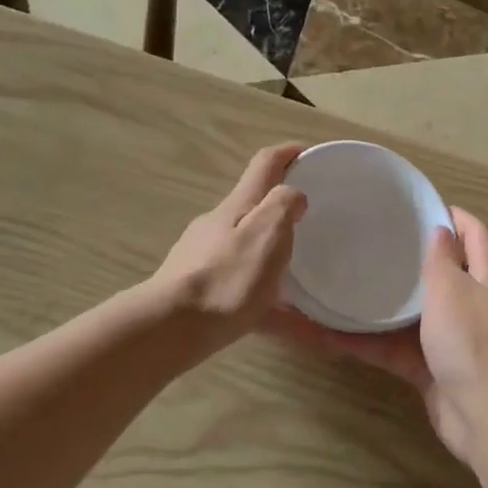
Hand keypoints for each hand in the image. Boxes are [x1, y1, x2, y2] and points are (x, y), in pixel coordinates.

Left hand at [155, 144, 307, 342]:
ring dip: (280, 265)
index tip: (312, 154)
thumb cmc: (226, 276)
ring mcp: (207, 261)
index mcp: (238, 206)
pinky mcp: (204, 297)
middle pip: (256, 209)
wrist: (172, 328)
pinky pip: (251, 298)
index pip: (265, 164)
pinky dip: (278, 310)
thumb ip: (284, 206)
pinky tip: (307, 333)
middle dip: (284, 211)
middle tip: (315, 224)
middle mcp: (220, 227)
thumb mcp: (267, 232)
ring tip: (313, 287)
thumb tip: (293, 195)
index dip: (289, 153)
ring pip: (252, 256)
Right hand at [272, 208, 487, 467]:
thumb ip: (443, 259)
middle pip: (443, 272)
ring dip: (381, 303)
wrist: (487, 418)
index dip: (453, 215)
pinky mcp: (431, 370)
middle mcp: (472, 305)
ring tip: (345, 281)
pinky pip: (394, 348)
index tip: (417, 205)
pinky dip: (367, 342)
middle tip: (372, 242)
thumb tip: (440, 229)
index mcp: (486, 278)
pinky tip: (330, 335)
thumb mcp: (453, 289)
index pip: (476, 233)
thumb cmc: (472, 342)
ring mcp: (451, 340)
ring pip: (412, 313)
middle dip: (411, 258)